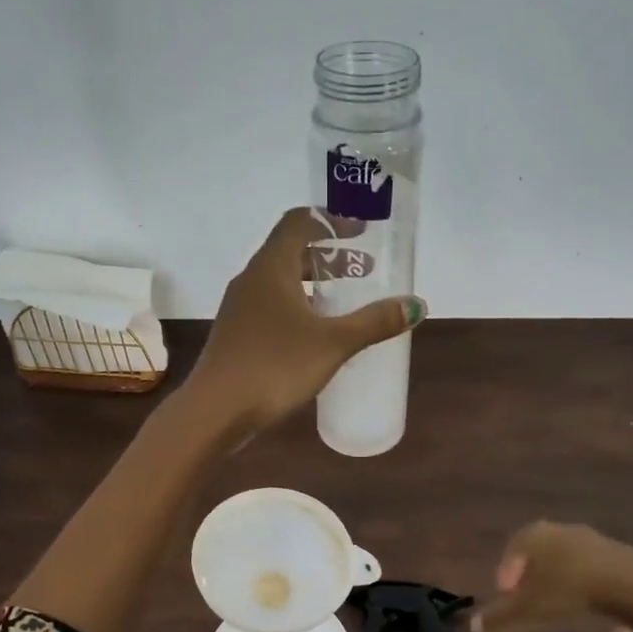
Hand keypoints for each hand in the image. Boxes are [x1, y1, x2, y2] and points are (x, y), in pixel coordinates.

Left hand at [183, 207, 424, 439]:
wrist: (216, 410)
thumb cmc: (275, 366)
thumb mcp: (332, 343)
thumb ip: (374, 322)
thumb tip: (416, 305)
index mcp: (271, 267)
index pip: (299, 222)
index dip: (332, 221)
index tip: (361, 232)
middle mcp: (251, 280)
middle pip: (290, 251)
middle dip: (328, 257)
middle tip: (362, 271)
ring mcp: (239, 308)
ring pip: (279, 282)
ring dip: (312, 284)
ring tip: (343, 303)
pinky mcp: (236, 334)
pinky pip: (271, 306)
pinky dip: (297, 307)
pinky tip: (315, 334)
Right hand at [470, 522, 632, 631]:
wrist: (632, 586)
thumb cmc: (568, 592)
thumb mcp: (528, 611)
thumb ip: (499, 619)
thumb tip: (474, 627)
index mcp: (537, 537)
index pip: (514, 547)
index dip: (506, 571)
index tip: (505, 594)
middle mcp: (566, 533)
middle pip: (545, 554)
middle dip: (536, 578)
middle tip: (532, 601)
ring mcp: (598, 545)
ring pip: (576, 567)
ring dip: (568, 589)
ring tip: (567, 616)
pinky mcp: (625, 561)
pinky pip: (606, 583)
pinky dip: (604, 606)